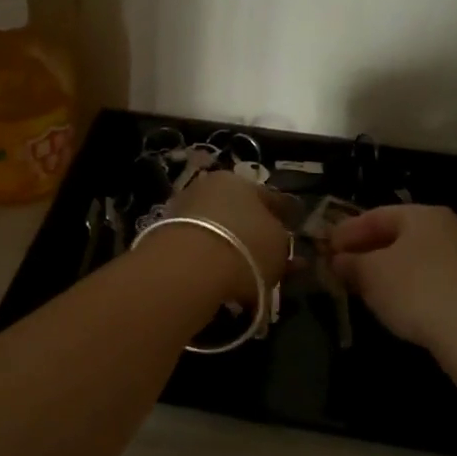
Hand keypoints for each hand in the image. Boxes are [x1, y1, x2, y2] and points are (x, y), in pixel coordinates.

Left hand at [161, 170, 292, 303]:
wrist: (188, 266)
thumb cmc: (245, 247)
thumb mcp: (279, 245)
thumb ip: (281, 240)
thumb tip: (277, 239)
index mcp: (241, 181)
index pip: (270, 197)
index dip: (284, 216)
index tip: (291, 231)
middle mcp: (210, 187)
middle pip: (240, 211)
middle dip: (254, 233)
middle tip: (267, 256)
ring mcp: (184, 208)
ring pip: (217, 228)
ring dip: (230, 246)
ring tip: (243, 271)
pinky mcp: (164, 233)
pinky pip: (198, 246)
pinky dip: (209, 258)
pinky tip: (218, 274)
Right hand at [330, 205, 456, 354]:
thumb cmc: (416, 290)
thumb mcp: (370, 274)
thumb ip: (350, 262)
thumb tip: (338, 259)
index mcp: (423, 215)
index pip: (376, 215)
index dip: (346, 231)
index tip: (325, 247)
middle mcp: (448, 229)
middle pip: (397, 235)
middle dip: (366, 250)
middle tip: (340, 266)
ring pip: (414, 258)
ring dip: (386, 270)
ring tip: (362, 287)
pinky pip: (430, 279)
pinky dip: (407, 286)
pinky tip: (394, 303)